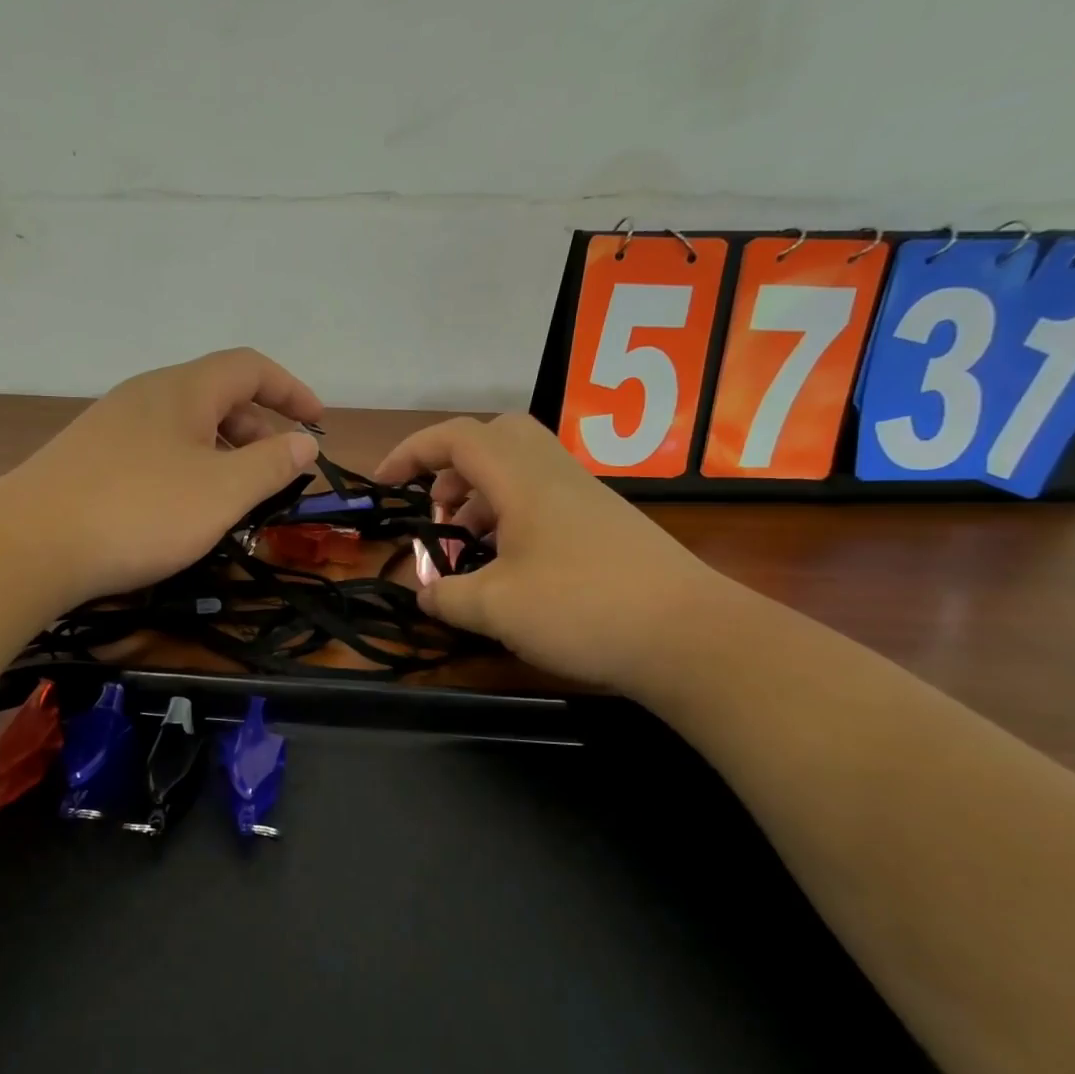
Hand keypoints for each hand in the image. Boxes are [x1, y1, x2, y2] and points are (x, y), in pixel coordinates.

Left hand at [0, 348, 322, 604]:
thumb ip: (271, 464)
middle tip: (278, 472)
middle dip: (258, 427)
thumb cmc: (140, 511)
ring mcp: (112, 426)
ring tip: (237, 496)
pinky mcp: (90, 459)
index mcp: (182, 389)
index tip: (318, 424)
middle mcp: (145, 396)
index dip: (291, 389)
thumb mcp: (222, 492)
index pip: (249, 367)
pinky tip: (185, 509)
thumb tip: (304, 442)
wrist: (29, 545)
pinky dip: (189, 469)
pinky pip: (157, 450)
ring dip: (223, 452)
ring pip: (185, 427)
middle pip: (217, 395)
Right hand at [376, 413, 730, 692]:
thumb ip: (449, 597)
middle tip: (438, 510)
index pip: (457, 438)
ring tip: (468, 549)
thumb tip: (426, 595)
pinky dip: (513, 519)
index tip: (384, 484)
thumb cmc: (582, 609)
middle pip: (497, 437)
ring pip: (522, 471)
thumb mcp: (497, 608)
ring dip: (483, 498)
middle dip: (454, 466)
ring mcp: (586, 499)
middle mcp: (555, 476)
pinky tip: (511, 569)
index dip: (412, 452)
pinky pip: (545, 501)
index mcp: (523, 480)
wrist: (690, 636)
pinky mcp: (606, 526)